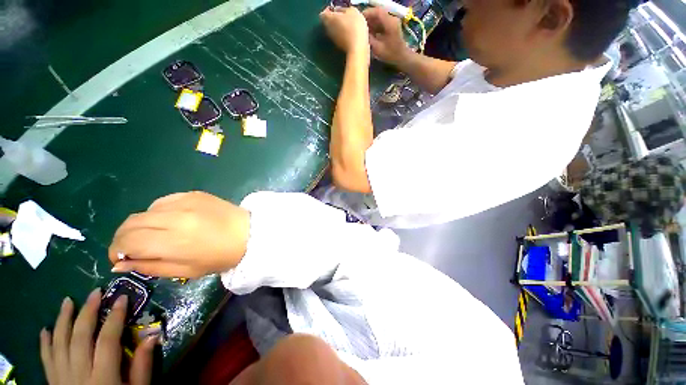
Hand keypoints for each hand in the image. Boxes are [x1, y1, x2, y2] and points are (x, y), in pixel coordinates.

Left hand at [40, 290, 155, 384]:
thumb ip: (142, 366)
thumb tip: (153, 336)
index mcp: (102, 377)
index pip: (107, 340)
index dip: (115, 317)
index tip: (121, 298)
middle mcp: (78, 374)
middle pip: (80, 337)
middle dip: (87, 312)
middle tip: (95, 292)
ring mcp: (61, 377)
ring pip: (59, 343)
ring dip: (63, 320)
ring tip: (67, 301)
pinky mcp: (52, 381)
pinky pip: (46, 358)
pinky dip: (45, 342)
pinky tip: (46, 329)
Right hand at [108, 191, 249, 277]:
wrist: (249, 233)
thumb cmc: (221, 257)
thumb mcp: (186, 271)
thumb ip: (150, 266)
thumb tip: (120, 263)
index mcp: (172, 240)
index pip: (127, 241)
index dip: (116, 250)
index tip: (119, 258)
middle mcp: (175, 216)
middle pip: (131, 222)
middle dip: (124, 237)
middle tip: (133, 248)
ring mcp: (185, 201)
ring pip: (145, 211)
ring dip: (142, 224)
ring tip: (156, 235)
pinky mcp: (194, 194)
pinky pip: (164, 201)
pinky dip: (158, 212)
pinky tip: (171, 221)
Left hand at [320, 7, 369, 58]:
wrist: (357, 49)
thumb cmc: (354, 27)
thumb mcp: (352, 11)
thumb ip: (343, 9)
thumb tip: (338, 10)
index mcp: (329, 19)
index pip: (323, 13)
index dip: (328, 10)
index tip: (335, 10)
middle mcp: (328, 30)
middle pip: (327, 22)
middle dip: (333, 19)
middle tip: (342, 17)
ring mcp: (333, 40)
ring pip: (332, 31)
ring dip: (337, 28)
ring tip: (347, 26)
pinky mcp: (338, 47)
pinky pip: (338, 38)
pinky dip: (341, 35)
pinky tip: (349, 35)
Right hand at [363, 7, 410, 65]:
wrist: (402, 57)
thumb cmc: (390, 54)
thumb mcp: (378, 48)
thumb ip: (369, 38)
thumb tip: (362, 32)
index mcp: (390, 23)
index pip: (377, 11)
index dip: (367, 13)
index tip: (359, 19)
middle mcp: (392, 19)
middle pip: (378, 13)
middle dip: (368, 18)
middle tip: (359, 25)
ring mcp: (392, 22)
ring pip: (379, 18)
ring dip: (371, 22)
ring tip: (363, 29)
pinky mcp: (391, 26)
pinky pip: (381, 22)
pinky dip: (375, 26)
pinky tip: (369, 32)